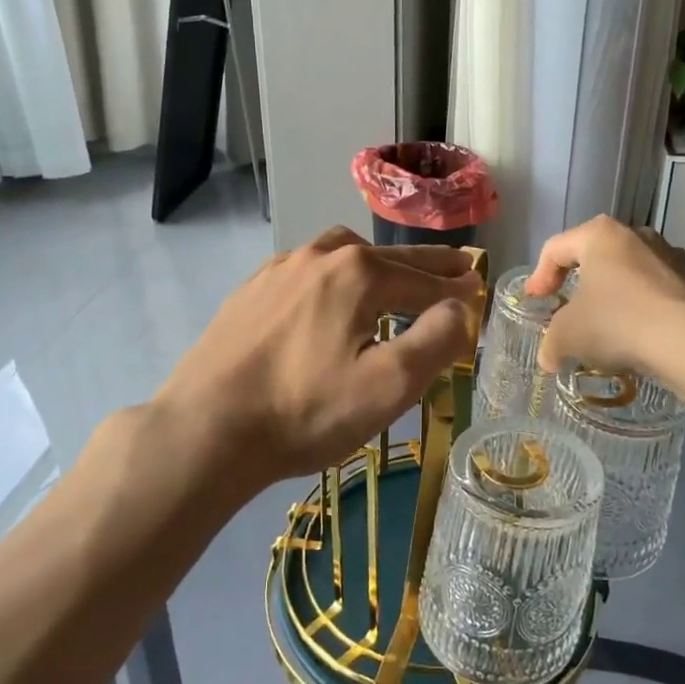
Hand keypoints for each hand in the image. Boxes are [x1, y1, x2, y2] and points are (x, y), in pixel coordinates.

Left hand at [155, 227, 479, 490]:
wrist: (205, 429)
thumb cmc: (306, 410)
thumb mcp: (389, 385)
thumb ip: (437, 341)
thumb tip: (461, 308)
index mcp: (359, 272)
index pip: (425, 278)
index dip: (457, 287)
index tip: (479, 288)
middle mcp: (321, 255)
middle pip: (389, 258)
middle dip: (426, 265)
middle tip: (456, 267)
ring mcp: (280, 269)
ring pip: (344, 255)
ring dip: (378, 264)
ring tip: (395, 280)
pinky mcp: (252, 290)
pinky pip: (309, 272)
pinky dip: (337, 276)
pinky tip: (331, 297)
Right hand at [524, 217, 684, 379]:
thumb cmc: (618, 324)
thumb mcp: (568, 336)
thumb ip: (551, 342)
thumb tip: (549, 357)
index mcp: (601, 236)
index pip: (557, 248)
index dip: (540, 275)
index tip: (537, 301)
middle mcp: (640, 236)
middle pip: (601, 257)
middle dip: (585, 284)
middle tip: (574, 312)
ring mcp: (679, 257)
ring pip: (638, 274)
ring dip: (623, 297)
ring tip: (616, 331)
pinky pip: (670, 295)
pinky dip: (657, 311)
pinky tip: (652, 339)